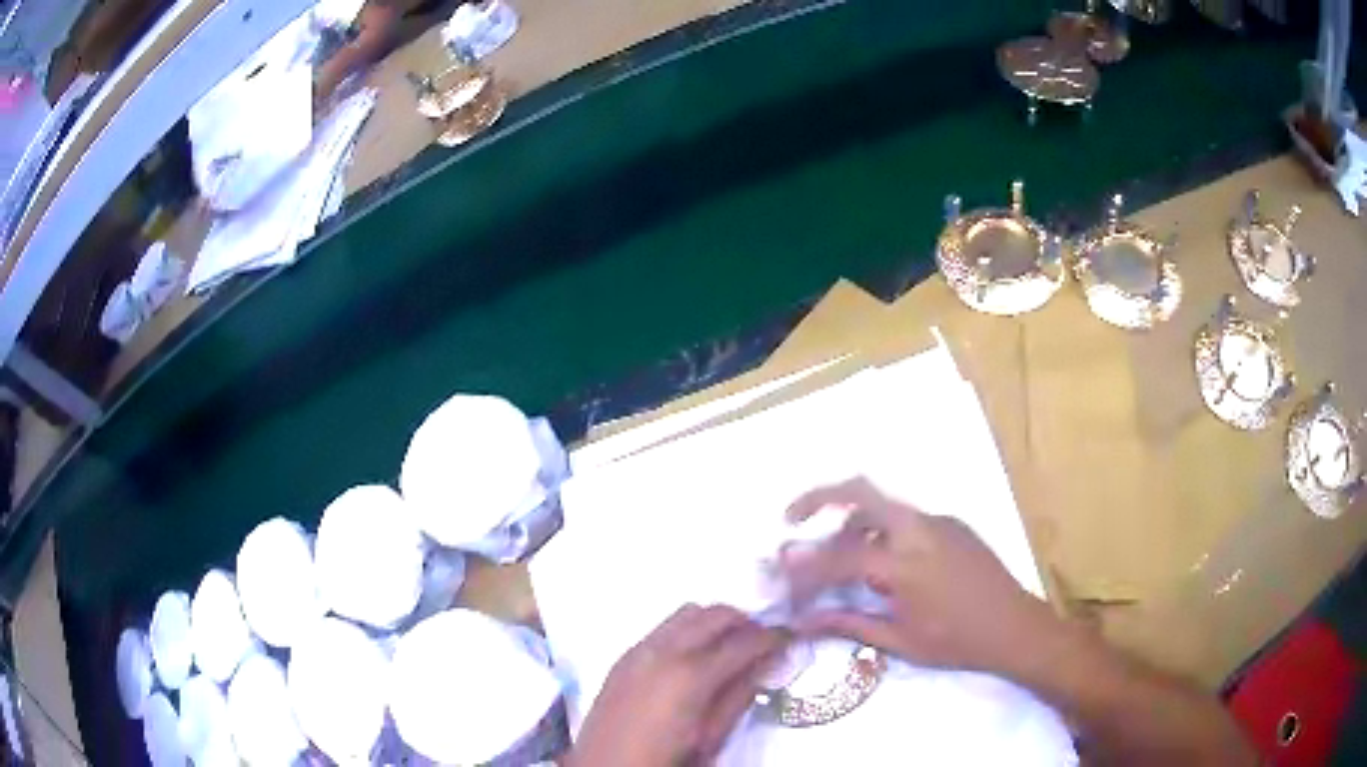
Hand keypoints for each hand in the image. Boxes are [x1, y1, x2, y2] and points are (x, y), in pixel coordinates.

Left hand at [567, 604, 785, 766]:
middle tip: (762, 643)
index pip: (746, 640)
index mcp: (691, 675)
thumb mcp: (711, 739)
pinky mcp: (623, 657)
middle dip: (745, 622)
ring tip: (729, 648)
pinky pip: (662, 628)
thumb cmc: (664, 761)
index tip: (790, 638)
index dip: (774, 636)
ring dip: (714, 623)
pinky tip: (694, 657)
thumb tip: (768, 663)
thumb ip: (740, 697)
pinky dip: (687, 630)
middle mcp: (663, 651)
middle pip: (716, 614)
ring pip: (687, 613)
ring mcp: (638, 650)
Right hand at [780, 477, 1059, 677]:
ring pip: (883, 504)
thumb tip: (803, 620)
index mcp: (905, 566)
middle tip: (792, 518)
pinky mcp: (952, 523)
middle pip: (861, 491)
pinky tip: (881, 560)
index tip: (781, 567)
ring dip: (851, 519)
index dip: (806, 564)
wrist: (1014, 626)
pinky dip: (880, 529)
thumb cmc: (956, 642)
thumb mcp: (899, 641)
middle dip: (819, 496)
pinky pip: (906, 518)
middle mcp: (919, 531)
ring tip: (837, 554)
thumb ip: (849, 623)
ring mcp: (938, 521)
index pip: (840, 556)